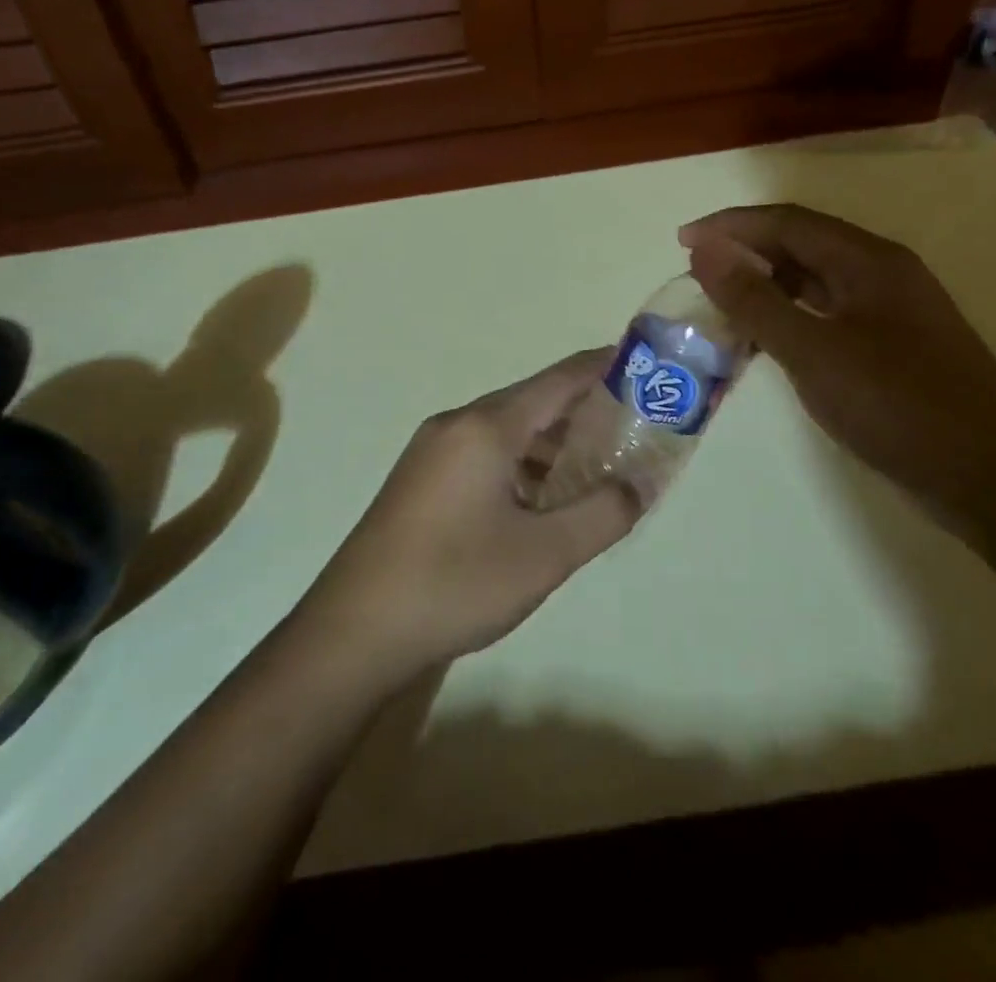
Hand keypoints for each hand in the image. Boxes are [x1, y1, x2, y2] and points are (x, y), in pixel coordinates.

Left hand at [297, 350, 639, 684]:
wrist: (355, 630)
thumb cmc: (456, 582)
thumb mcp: (544, 555)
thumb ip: (602, 514)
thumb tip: (638, 485)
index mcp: (486, 427)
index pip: (558, 380)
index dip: (602, 367)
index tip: (641, 364)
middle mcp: (456, 424)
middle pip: (531, 402)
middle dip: (582, 410)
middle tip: (630, 425)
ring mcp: (431, 451)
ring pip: (505, 431)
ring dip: (549, 443)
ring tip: (594, 467)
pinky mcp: (420, 480)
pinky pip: (482, 454)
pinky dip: (519, 464)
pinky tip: (539, 499)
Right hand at [680, 204, 995, 514]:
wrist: (991, 478)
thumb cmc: (898, 406)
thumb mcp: (813, 351)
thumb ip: (755, 300)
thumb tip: (705, 250)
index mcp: (868, 260)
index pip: (787, 222)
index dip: (731, 226)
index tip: (682, 242)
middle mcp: (883, 273)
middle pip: (803, 244)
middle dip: (746, 252)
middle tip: (698, 276)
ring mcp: (893, 310)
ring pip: (816, 280)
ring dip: (767, 285)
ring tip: (722, 304)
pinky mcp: (895, 345)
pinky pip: (829, 312)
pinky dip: (790, 316)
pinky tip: (768, 340)